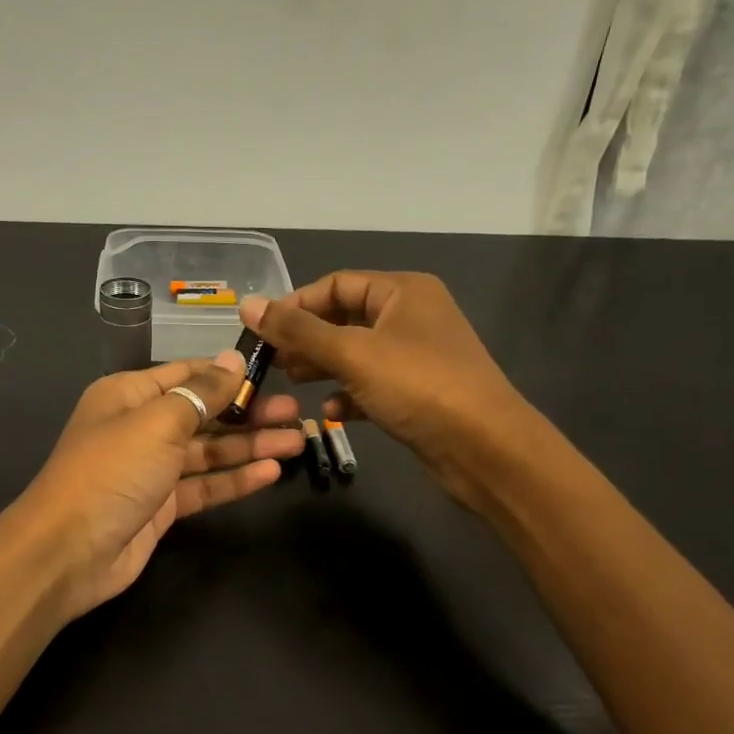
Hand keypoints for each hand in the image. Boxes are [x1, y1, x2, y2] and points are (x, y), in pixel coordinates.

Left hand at [12, 351, 303, 621]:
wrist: (67, 553)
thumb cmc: (111, 472)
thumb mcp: (158, 423)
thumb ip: (201, 393)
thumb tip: (232, 360)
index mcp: (129, 395)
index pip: (187, 374)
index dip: (228, 373)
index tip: (272, 372)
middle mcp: (140, 427)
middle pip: (202, 413)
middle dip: (247, 412)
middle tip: (296, 412)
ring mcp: (151, 470)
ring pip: (208, 452)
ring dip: (249, 446)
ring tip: (297, 441)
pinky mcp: (161, 507)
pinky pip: (204, 486)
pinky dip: (235, 480)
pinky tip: (271, 473)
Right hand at [240, 273, 523, 512]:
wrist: (485, 448)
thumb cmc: (418, 386)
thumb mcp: (352, 354)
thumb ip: (298, 331)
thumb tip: (248, 305)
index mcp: (403, 291)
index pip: (337, 284)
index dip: (296, 304)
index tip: (261, 331)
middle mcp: (412, 317)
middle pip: (345, 319)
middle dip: (307, 339)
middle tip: (271, 362)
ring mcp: (418, 357)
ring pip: (357, 354)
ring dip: (323, 367)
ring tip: (290, 384)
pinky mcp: (420, 393)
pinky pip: (374, 385)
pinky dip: (350, 395)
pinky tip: (330, 413)